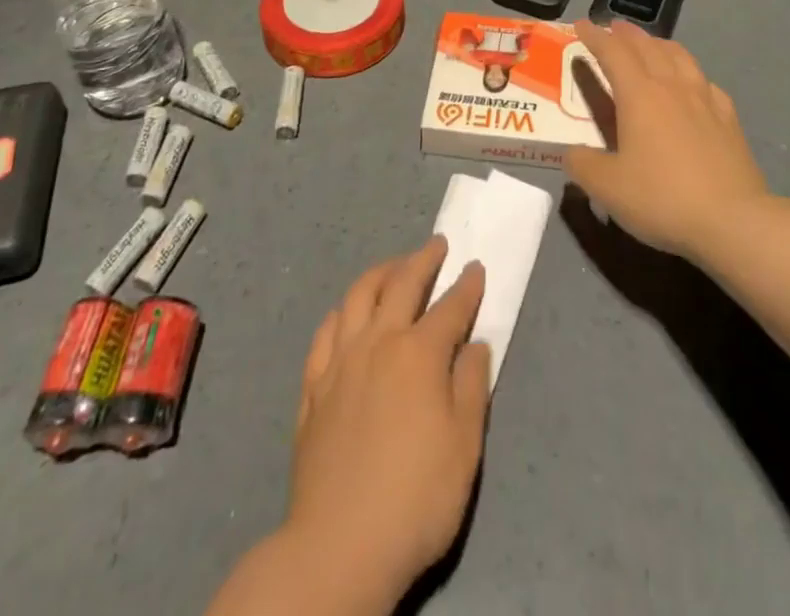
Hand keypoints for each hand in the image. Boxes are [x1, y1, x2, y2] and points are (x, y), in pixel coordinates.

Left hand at [286, 237, 491, 606]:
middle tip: (437, 245)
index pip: (450, 307)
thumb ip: (471, 386)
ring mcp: (340, 361)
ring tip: (394, 266)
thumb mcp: (464, 447)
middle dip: (423, 259)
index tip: (476, 267)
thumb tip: (475, 345)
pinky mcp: (314, 386)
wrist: (340, 545)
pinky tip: (347, 313)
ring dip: (381, 272)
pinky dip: (342, 311)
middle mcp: (378, 342)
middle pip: (402, 284)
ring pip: (358, 296)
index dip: (467, 286)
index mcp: (419, 354)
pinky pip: (325, 331)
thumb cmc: (416, 498)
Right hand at [565, 19, 768, 260]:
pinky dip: (690, 73)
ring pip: (679, 56)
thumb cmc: (662, 197)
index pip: (612, 52)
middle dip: (626, 34)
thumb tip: (572, 152)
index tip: (581, 25)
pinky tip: (692, 83)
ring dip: (659, 44)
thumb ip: (582, 164)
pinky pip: (705, 82)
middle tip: (612, 28)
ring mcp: (705, 99)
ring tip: (650, 45)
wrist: (733, 220)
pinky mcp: (728, 119)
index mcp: (639, 95)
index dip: (594, 36)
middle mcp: (672, 86)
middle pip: (647, 47)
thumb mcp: (607, 187)